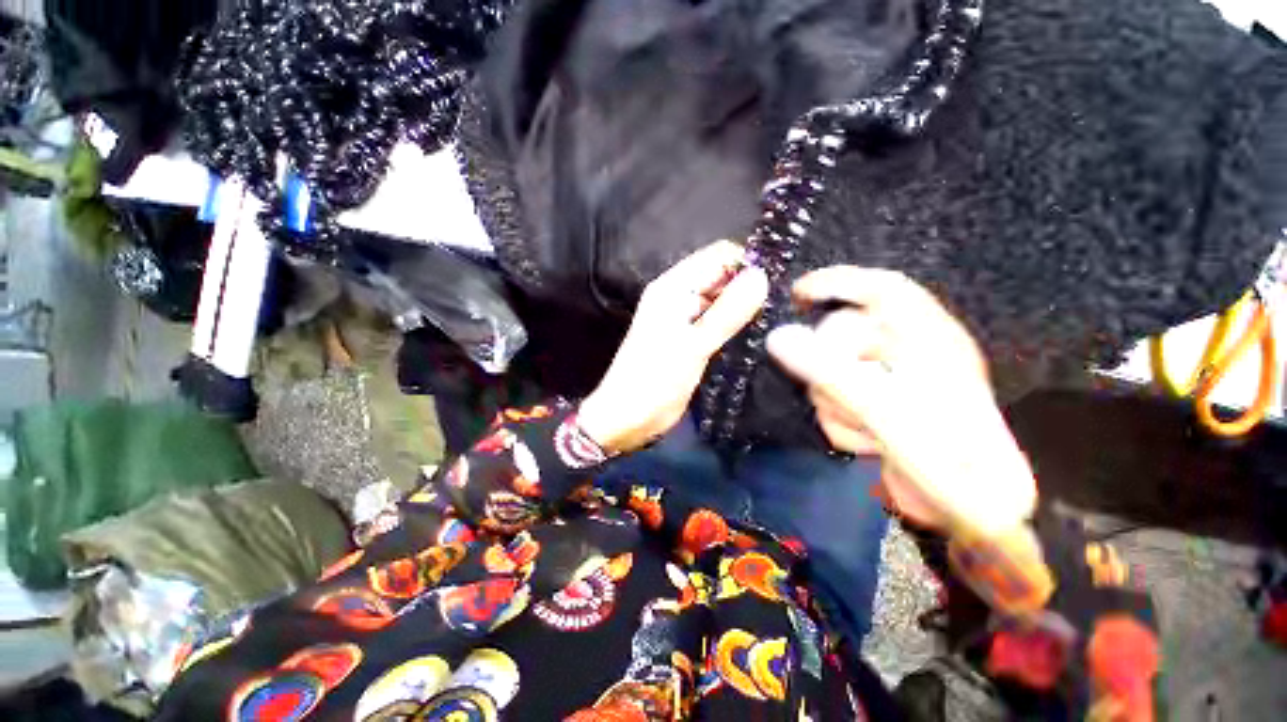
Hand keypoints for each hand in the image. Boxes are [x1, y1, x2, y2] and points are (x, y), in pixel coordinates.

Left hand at [578, 241, 768, 454]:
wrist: (629, 417)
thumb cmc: (655, 379)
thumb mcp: (693, 345)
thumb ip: (727, 312)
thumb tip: (762, 275)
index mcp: (673, 287)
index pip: (718, 256)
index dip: (747, 264)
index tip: (776, 285)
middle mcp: (680, 296)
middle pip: (722, 276)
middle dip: (749, 286)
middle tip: (779, 307)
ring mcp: (686, 318)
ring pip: (723, 299)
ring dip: (745, 307)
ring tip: (772, 321)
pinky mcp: (693, 338)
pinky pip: (720, 321)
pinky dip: (736, 324)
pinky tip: (757, 335)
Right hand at [766, 267, 1035, 535]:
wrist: (970, 515)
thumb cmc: (949, 458)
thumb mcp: (889, 410)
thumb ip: (830, 371)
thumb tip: (776, 337)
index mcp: (928, 338)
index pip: (880, 289)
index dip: (837, 283)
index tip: (796, 294)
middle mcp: (904, 354)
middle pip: (840, 336)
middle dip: (828, 367)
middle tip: (834, 395)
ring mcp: (884, 383)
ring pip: (829, 373)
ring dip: (835, 404)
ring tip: (866, 433)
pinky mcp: (871, 409)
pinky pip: (833, 401)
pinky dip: (839, 424)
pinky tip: (867, 444)